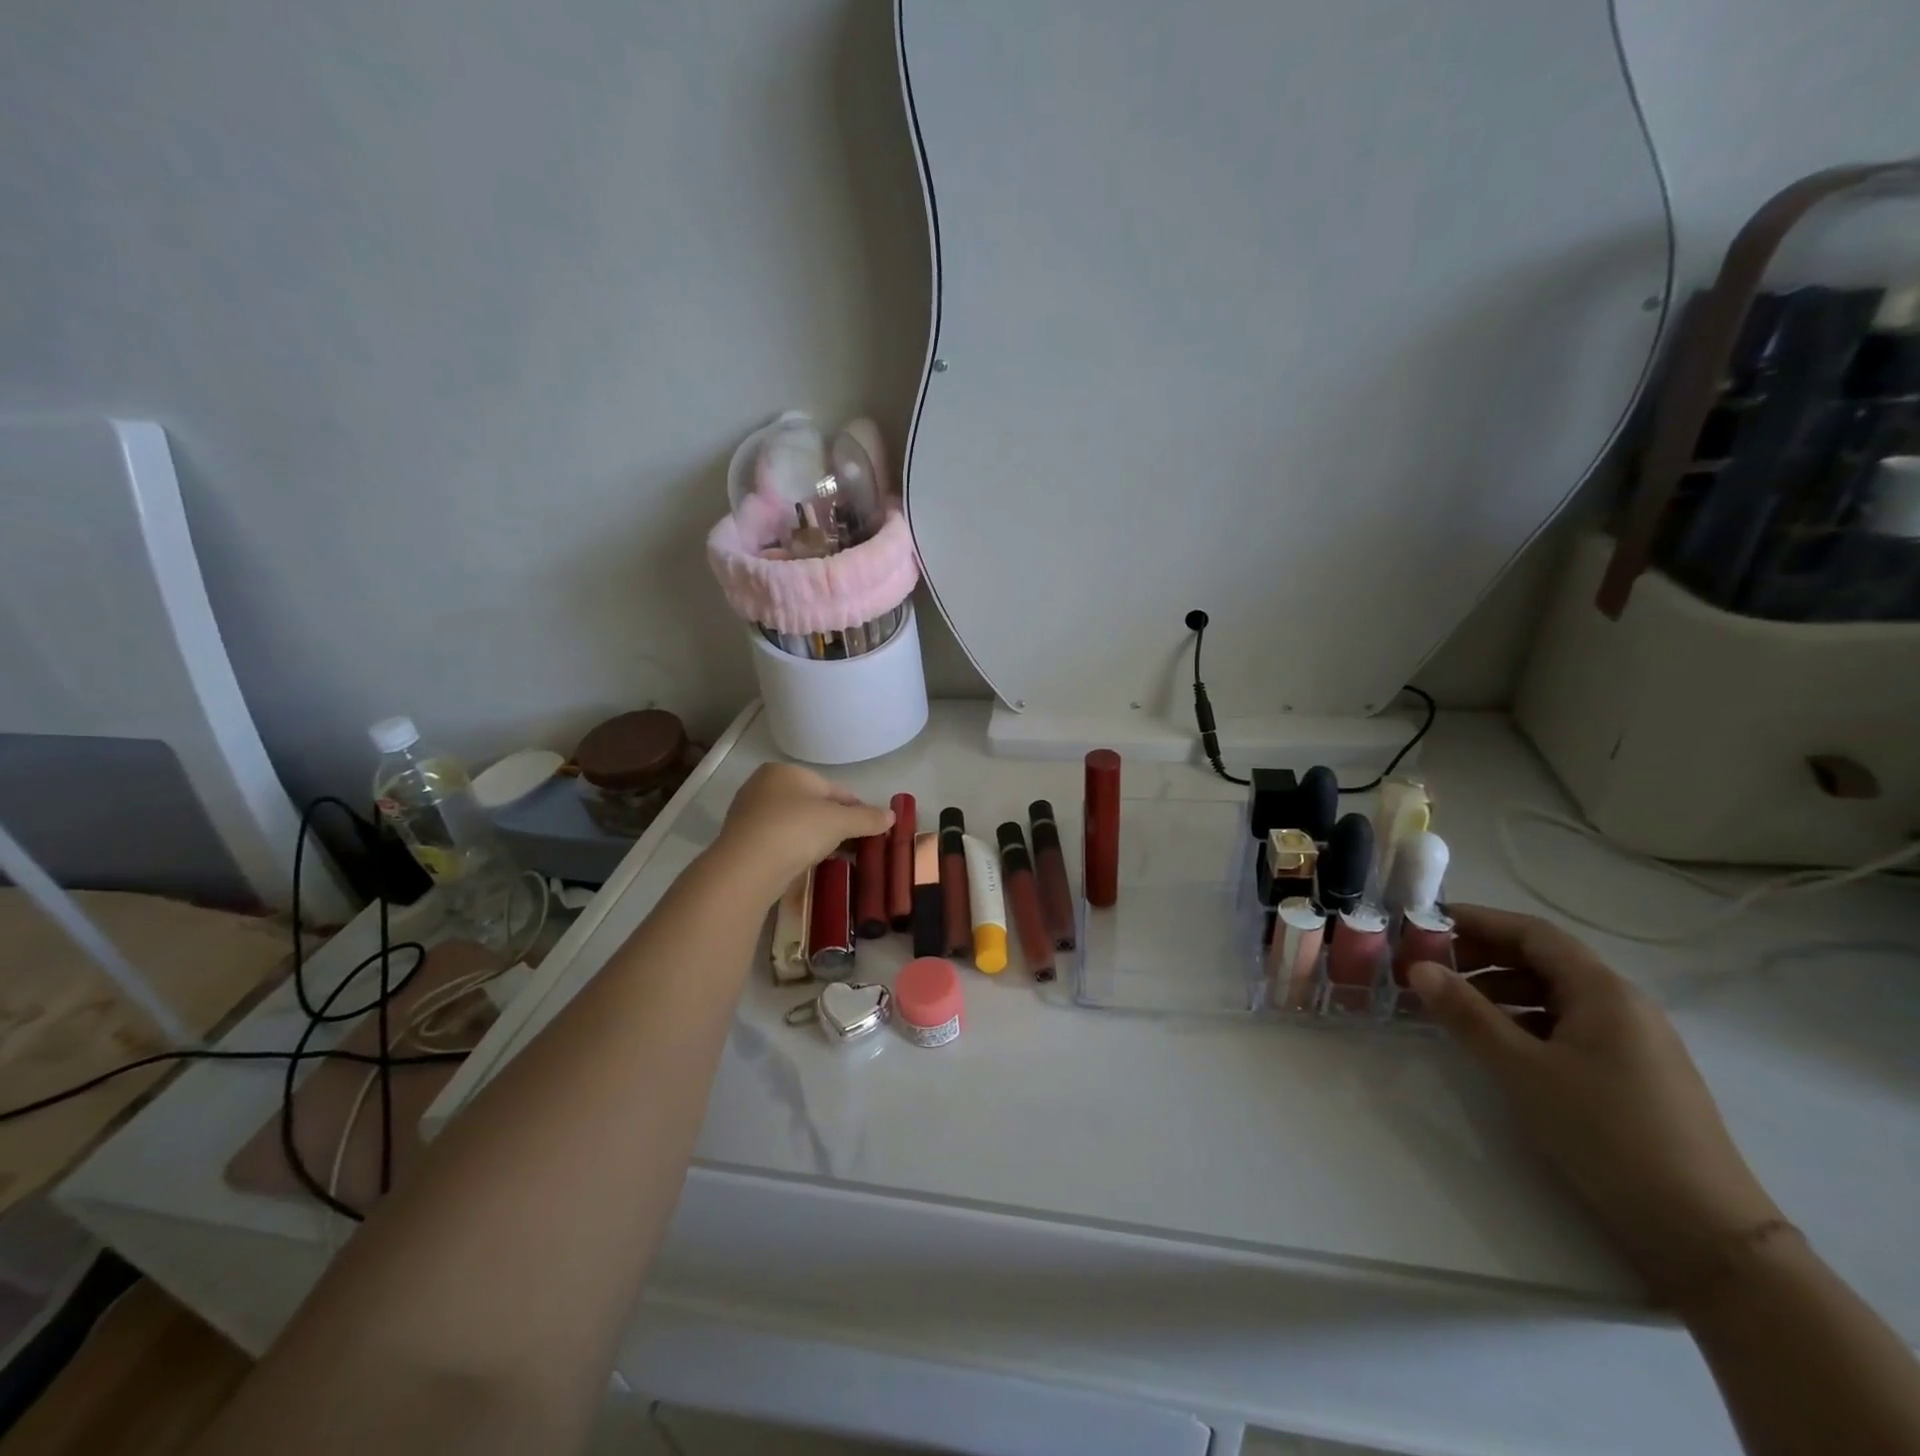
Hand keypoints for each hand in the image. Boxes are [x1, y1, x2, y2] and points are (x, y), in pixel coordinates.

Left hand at [711, 763, 892, 901]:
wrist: (747, 867)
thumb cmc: (797, 830)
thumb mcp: (840, 822)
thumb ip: (868, 818)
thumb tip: (892, 815)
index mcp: (787, 771)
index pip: (833, 789)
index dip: (857, 808)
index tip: (872, 828)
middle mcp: (764, 785)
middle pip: (813, 804)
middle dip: (835, 823)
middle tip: (855, 845)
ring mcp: (749, 812)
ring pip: (795, 822)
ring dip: (815, 837)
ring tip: (834, 857)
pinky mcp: (741, 839)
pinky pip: (778, 840)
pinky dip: (795, 848)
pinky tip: (806, 863)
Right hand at [1408, 904, 1781, 1298]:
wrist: (1703, 1232)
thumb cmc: (1608, 1133)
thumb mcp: (1524, 1070)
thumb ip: (1468, 1015)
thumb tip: (1418, 967)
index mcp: (1603, 992)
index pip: (1532, 933)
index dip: (1478, 921)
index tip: (1425, 924)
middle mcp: (1621, 1005)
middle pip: (1542, 960)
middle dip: (1482, 956)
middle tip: (1428, 965)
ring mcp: (1630, 1041)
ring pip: (1552, 994)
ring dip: (1498, 990)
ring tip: (1450, 1006)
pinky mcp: (1629, 1073)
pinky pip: (1565, 1025)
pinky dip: (1522, 1021)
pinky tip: (1494, 1042)